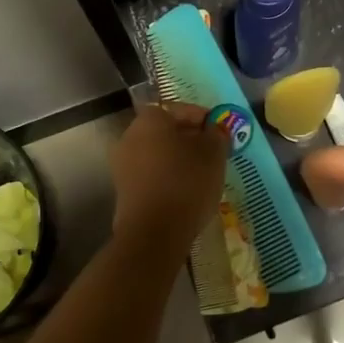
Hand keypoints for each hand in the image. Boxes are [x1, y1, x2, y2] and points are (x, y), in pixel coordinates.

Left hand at [110, 101, 227, 251]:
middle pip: (166, 131)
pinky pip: (151, 174)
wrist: (153, 233)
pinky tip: (186, 191)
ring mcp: (123, 165)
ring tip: (203, 174)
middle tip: (214, 152)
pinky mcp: (124, 190)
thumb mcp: (213, 154)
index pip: (180, 109)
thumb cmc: (186, 183)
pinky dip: (168, 177)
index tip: (220, 132)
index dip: (203, 118)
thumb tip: (214, 129)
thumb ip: (216, 135)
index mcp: (149, 119)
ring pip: (158, 153)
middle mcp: (130, 136)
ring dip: (179, 159)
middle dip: (190, 139)